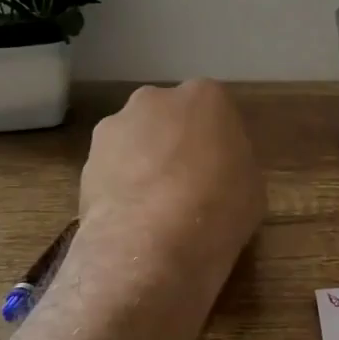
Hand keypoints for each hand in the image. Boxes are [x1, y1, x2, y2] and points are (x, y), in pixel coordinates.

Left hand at [80, 81, 264, 278]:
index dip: (218, 143)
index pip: (215, 111)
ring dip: (143, 164)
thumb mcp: (251, 186)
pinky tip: (132, 220)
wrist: (153, 243)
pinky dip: (120, 188)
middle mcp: (156, 99)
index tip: (221, 171)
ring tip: (154, 209)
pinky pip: (112, 170)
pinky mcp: (87, 160)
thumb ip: (233, 164)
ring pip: (135, 141)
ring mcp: (115, 126)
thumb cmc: (220, 207)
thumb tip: (219, 171)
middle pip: (169, 118)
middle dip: (175, 143)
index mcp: (205, 97)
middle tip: (187, 185)